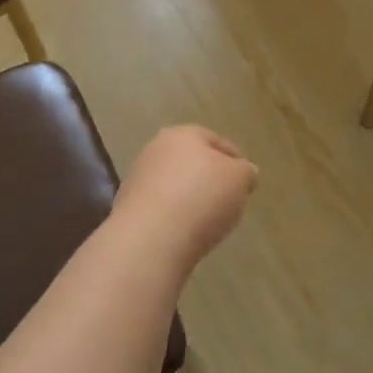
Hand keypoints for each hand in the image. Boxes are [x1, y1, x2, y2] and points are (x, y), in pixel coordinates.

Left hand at [113, 126, 257, 275]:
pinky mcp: (127, 208)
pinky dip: (173, 216)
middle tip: (228, 200)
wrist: (150, 238)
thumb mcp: (240, 180)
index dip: (235, 161)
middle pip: (192, 162)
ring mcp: (138, 178)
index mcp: (184, 134)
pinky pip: (160, 208)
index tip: (246, 182)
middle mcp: (156, 149)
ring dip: (189, 198)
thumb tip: (244, 172)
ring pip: (174, 185)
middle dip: (209, 178)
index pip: (217, 142)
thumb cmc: (201, 198)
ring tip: (207, 221)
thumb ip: (246, 172)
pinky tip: (184, 233)